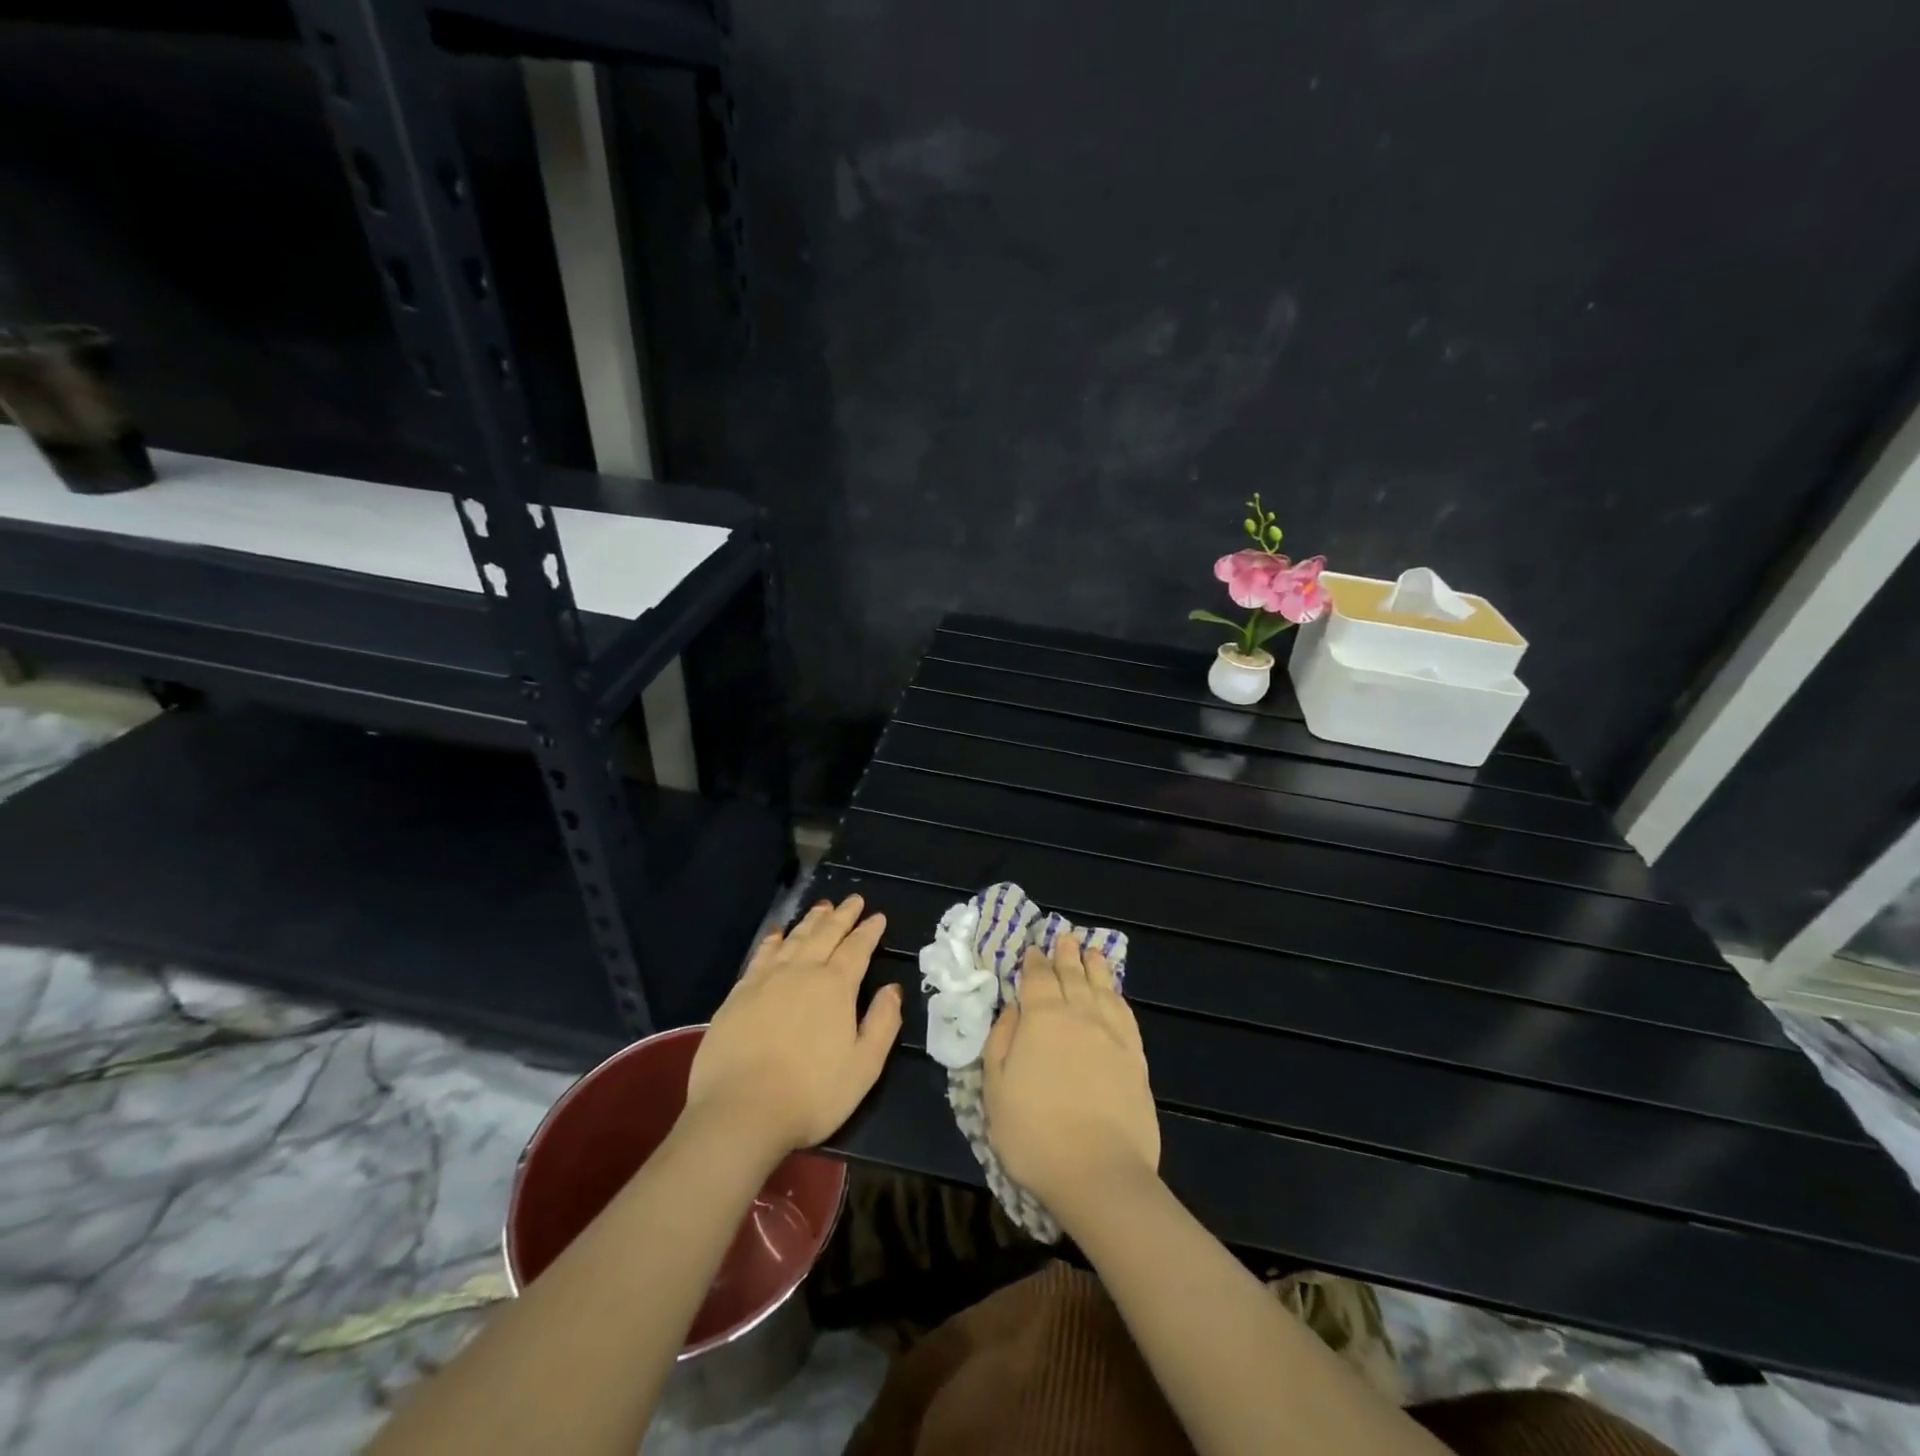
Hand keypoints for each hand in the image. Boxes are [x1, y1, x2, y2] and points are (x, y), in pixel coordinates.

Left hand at [685, 895, 902, 1155]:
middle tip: (853, 900)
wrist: (739, 1112)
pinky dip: (773, 940)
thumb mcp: (864, 1067)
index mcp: (836, 987)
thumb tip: (892, 989)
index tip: (877, 917)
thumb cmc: (811, 1094)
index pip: (857, 949)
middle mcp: (802, 972)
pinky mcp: (739, 994)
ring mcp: (767, 980)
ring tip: (822, 907)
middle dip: (842, 915)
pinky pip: (761, 955)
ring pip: (794, 939)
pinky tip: (777, 934)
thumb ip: (883, 1023)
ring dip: (811, 921)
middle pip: (826, 935)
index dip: (868, 931)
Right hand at [982, 932, 1159, 1215]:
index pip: (1037, 979)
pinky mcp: (1136, 1058)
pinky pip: (1126, 1014)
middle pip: (1072, 976)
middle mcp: (1079, 1015)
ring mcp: (1112, 1035)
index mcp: (1042, 1019)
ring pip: (1102, 988)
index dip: (1034, 962)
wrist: (1099, 1172)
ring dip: (1095, 967)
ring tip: (1091, 952)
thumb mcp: (995, 1089)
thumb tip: (1012, 1009)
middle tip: (1065, 938)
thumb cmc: (1034, 1133)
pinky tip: (1115, 994)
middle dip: (1066, 955)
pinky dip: (1118, 997)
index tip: (1033, 949)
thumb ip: (1001, 1042)